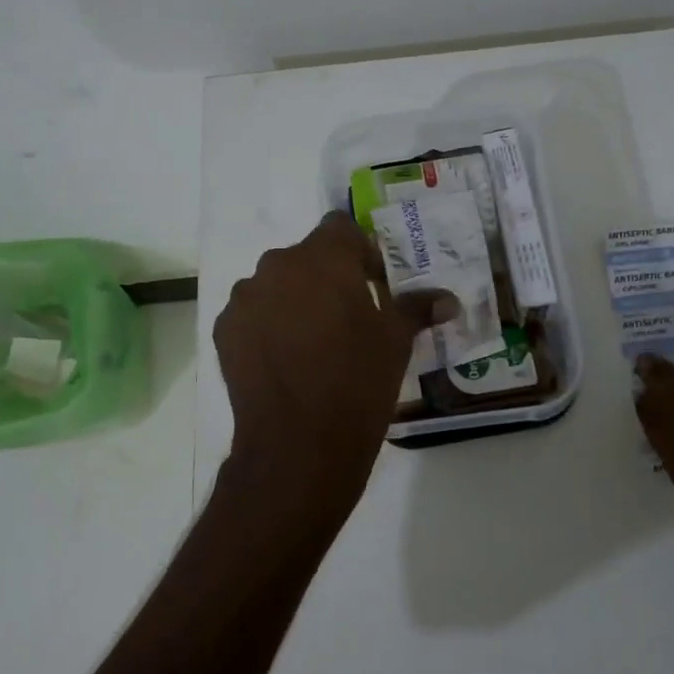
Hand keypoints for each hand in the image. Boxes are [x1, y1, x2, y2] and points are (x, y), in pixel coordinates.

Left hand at [212, 213, 455, 537]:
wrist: (296, 446)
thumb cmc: (357, 384)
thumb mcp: (395, 343)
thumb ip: (417, 308)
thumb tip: (449, 299)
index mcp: (324, 257)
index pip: (341, 227)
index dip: (359, 251)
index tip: (371, 284)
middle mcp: (278, 265)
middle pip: (306, 257)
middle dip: (326, 278)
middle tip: (346, 318)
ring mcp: (246, 297)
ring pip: (277, 284)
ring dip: (294, 300)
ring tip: (312, 344)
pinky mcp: (224, 329)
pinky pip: (253, 313)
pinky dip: (268, 325)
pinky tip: (284, 361)